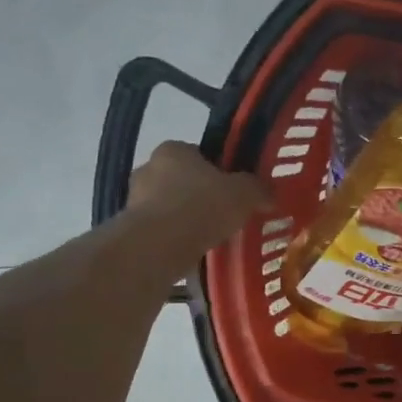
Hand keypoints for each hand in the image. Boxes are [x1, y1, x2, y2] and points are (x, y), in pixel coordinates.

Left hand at [126, 142, 269, 253]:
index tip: (232, 191)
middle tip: (223, 215)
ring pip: (169, 206)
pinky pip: (160, 231)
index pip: (198, 155)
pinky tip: (193, 251)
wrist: (160, 245)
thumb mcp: (244, 194)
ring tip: (210, 238)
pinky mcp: (131, 229)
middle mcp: (148, 168)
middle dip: (200, 196)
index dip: (218, 171)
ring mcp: (134, 200)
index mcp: (173, 149)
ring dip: (186, 219)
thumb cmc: (202, 207)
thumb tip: (270, 194)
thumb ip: (258, 189)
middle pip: (182, 180)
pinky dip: (175, 238)